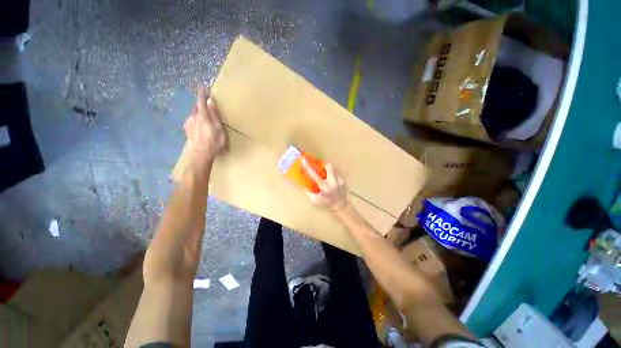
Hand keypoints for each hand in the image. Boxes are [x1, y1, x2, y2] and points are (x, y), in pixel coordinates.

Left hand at [184, 87, 227, 167]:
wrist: (200, 154)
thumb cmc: (213, 142)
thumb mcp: (218, 128)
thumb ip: (214, 115)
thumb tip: (210, 101)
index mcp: (202, 116)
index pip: (201, 101)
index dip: (202, 94)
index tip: (202, 87)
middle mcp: (193, 117)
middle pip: (197, 107)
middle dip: (201, 104)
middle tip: (207, 104)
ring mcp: (189, 124)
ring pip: (194, 114)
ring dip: (199, 113)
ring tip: (206, 117)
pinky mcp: (187, 130)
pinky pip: (192, 120)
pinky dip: (197, 119)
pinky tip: (200, 125)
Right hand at [301, 159, 347, 211]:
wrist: (341, 206)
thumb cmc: (326, 204)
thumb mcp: (314, 200)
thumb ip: (309, 191)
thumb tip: (305, 183)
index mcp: (324, 187)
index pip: (314, 175)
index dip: (308, 167)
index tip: (303, 160)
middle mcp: (332, 182)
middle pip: (329, 166)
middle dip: (324, 166)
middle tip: (321, 170)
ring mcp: (339, 181)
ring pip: (334, 169)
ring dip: (329, 171)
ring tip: (327, 177)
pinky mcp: (343, 181)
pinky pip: (337, 174)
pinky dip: (333, 177)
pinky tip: (332, 183)